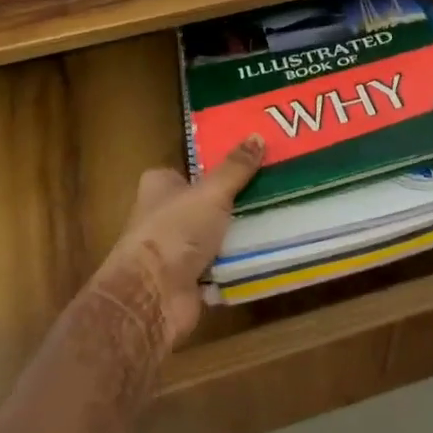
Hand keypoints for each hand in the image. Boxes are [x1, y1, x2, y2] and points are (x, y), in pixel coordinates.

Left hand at [93, 135, 263, 348]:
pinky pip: (221, 263)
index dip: (217, 165)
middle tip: (274, 187)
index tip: (251, 160)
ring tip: (279, 215)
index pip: (190, 169)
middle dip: (235, 199)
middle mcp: (164, 215)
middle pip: (206, 201)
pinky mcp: (189, 279)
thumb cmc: (175, 231)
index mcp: (160, 186)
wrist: (153, 297)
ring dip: (239, 231)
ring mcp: (176, 249)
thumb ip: (235, 167)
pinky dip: (238, 260)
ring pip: (216, 233)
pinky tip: (268, 249)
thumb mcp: (211, 192)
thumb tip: (257, 135)